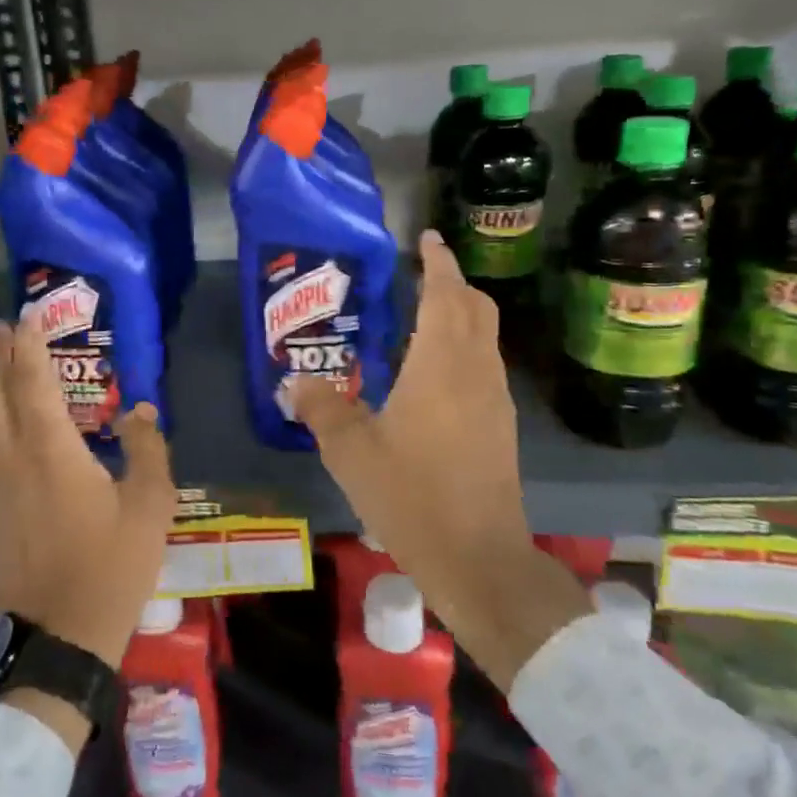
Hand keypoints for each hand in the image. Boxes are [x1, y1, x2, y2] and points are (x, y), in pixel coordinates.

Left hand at [0, 315, 180, 674]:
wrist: (59, 638)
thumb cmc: (111, 568)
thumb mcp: (150, 507)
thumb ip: (146, 450)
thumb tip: (139, 409)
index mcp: (51, 452)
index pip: (34, 384)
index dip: (30, 347)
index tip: (26, 317)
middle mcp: (13, 460)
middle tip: (0, 329)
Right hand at [288, 231, 589, 690]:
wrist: (478, 558)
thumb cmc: (412, 494)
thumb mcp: (350, 451)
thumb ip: (321, 408)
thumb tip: (295, 380)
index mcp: (441, 364)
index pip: (446, 294)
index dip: (438, 262)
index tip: (428, 238)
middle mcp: (476, 372)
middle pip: (476, 309)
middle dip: (453, 283)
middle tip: (422, 273)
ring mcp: (494, 401)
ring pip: (484, 339)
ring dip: (460, 316)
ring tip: (422, 317)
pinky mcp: (500, 428)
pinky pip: (483, 367)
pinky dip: (463, 349)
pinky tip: (432, 374)